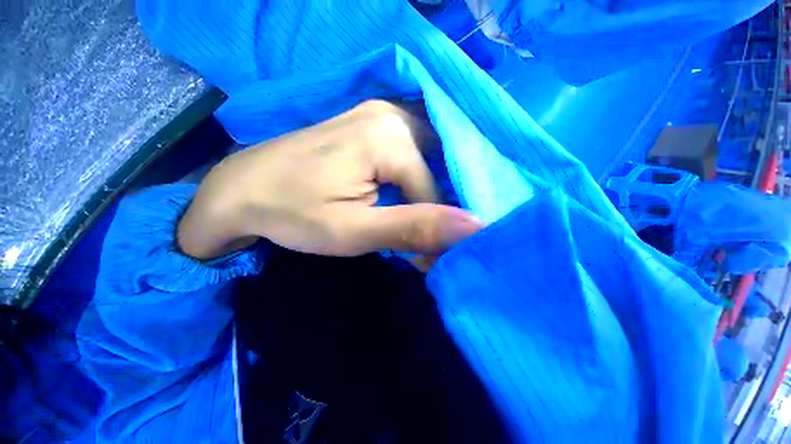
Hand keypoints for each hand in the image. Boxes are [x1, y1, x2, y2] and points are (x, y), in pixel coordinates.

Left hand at [177, 100, 482, 260]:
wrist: (242, 188)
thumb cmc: (292, 212)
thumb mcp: (354, 230)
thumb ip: (414, 228)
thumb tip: (474, 228)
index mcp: (390, 137)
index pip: (434, 193)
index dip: (432, 228)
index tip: (423, 256)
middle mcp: (392, 114)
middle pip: (438, 167)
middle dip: (438, 205)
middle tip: (426, 233)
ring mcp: (381, 113)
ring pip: (430, 157)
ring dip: (430, 191)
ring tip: (420, 217)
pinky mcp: (370, 123)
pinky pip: (412, 149)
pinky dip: (417, 176)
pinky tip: (407, 195)